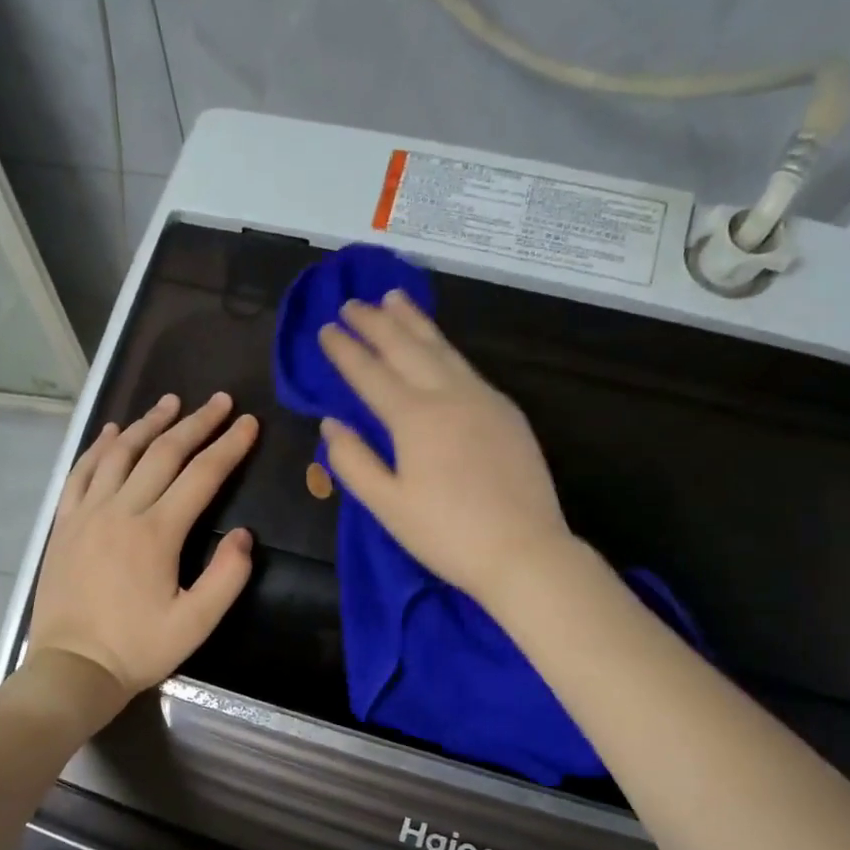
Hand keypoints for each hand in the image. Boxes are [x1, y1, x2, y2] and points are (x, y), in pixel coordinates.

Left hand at [27, 392, 257, 702]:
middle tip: (219, 401)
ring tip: (171, 402)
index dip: (229, 446)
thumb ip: (227, 577)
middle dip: (196, 423)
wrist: (72, 668)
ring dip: (149, 424)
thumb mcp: (196, 624)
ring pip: (121, 453)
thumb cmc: (138, 649)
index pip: (202, 475)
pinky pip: (82, 472)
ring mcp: (87, 513)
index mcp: (158, 533)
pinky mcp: (64, 523)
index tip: (248, 422)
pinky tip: (114, 431)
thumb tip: (245, 535)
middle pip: (164, 453)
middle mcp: (122, 510)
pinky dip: (100, 446)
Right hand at [318, 292, 571, 606]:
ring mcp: (484, 399)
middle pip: (407, 349)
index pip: (371, 374)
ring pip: (442, 349)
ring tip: (395, 298)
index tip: (326, 329)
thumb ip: (354, 462)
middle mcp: (449, 396)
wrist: (524, 551)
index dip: (345, 350)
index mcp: (414, 418)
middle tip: (353, 301)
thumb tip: (331, 423)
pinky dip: (444, 347)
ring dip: (414, 322)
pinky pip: (467, 366)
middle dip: (376, 323)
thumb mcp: (388, 506)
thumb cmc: (447, 534)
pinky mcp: (507, 412)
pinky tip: (439, 347)